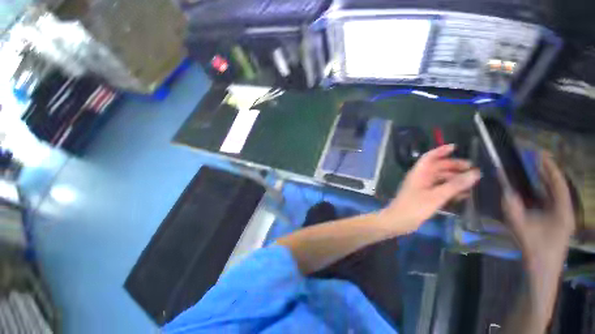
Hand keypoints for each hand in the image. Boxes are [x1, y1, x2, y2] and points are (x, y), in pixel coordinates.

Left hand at [380, 144, 480, 233]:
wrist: (398, 221)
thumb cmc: (414, 207)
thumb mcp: (436, 196)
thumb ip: (454, 185)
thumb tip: (475, 173)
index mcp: (419, 173)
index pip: (429, 157)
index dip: (441, 151)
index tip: (456, 147)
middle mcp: (420, 178)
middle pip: (437, 167)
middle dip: (453, 166)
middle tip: (473, 170)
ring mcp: (421, 187)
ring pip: (439, 179)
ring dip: (454, 179)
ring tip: (472, 183)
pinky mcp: (424, 196)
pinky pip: (439, 189)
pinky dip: (450, 189)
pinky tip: (463, 195)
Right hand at [503, 154, 574, 320]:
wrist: (542, 268)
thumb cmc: (535, 248)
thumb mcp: (521, 227)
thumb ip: (511, 208)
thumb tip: (504, 191)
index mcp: (562, 211)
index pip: (559, 184)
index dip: (550, 168)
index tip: (540, 155)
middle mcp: (564, 210)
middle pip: (558, 186)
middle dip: (547, 172)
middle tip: (535, 159)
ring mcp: (561, 215)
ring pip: (554, 193)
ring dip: (544, 181)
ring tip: (533, 169)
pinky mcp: (556, 220)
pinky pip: (550, 201)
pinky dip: (542, 192)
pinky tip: (532, 188)